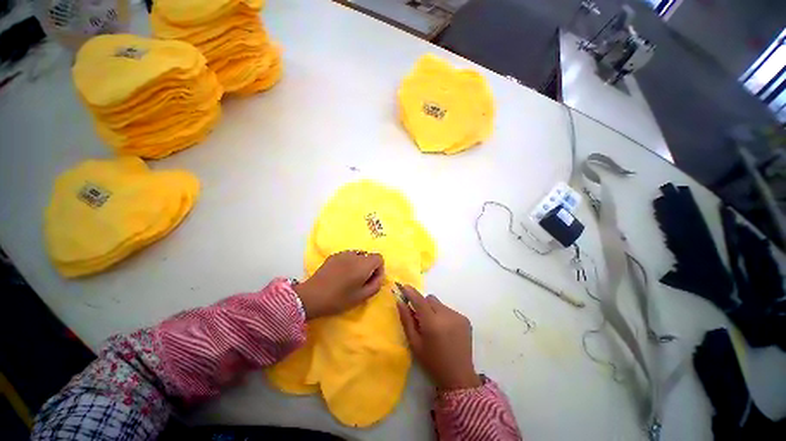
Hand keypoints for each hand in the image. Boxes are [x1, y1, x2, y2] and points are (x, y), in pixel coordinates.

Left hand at [294, 250, 384, 319]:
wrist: (311, 297)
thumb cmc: (338, 299)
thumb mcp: (361, 297)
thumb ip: (376, 285)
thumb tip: (379, 277)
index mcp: (363, 264)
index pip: (379, 258)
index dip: (379, 269)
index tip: (371, 280)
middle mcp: (355, 255)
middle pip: (369, 256)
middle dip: (369, 267)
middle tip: (361, 281)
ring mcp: (343, 253)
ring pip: (359, 255)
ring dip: (359, 265)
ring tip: (350, 278)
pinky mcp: (333, 255)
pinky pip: (348, 256)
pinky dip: (349, 263)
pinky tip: (340, 275)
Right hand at [396, 285, 480, 390]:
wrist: (459, 377)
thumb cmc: (432, 362)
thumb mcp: (415, 343)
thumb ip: (406, 320)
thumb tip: (400, 302)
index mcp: (432, 323)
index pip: (419, 300)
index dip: (411, 292)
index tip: (404, 286)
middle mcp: (446, 315)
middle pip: (430, 299)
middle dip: (423, 304)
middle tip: (420, 318)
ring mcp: (458, 316)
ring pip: (439, 304)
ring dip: (433, 310)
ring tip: (435, 327)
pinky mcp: (465, 319)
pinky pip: (449, 310)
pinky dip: (443, 315)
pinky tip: (445, 330)